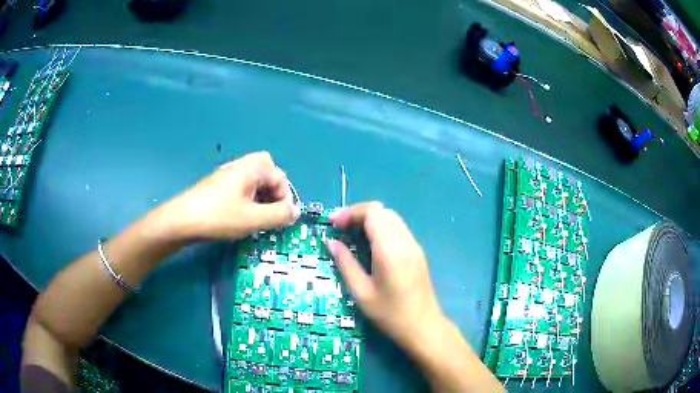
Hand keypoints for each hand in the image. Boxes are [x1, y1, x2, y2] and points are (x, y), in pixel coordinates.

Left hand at [158, 151, 299, 240]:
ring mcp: (227, 174)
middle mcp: (241, 165)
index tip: (281, 219)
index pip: (281, 178)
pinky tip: (241, 216)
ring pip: (254, 181)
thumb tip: (295, 212)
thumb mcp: (254, 219)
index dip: (285, 199)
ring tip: (257, 217)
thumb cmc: (219, 217)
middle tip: (270, 213)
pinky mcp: (218, 185)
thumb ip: (279, 215)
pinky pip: (242, 187)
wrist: (182, 220)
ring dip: (261, 197)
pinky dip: (248, 199)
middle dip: (274, 193)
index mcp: (252, 167)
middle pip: (268, 173)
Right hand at [326, 202, 446, 351]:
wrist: (423, 327)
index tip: (334, 225)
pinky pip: (398, 229)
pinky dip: (382, 229)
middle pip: (382, 211)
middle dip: (359, 215)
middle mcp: (405, 241)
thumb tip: (331, 242)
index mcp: (390, 249)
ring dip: (371, 220)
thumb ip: (345, 263)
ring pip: (392, 218)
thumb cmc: (390, 314)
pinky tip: (371, 246)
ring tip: (353, 236)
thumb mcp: (361, 292)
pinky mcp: (418, 252)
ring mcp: (414, 246)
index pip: (373, 212)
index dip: (351, 212)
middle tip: (340, 230)